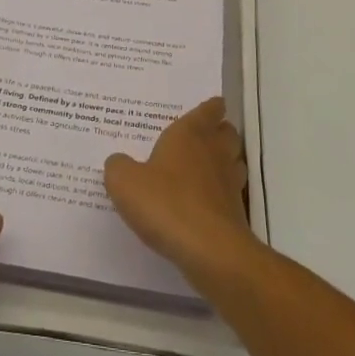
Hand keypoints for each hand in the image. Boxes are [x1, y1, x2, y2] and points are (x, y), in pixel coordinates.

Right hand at [104, 97, 254, 283]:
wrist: (209, 250)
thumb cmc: (165, 203)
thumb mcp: (124, 182)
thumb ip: (118, 167)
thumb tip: (119, 162)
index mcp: (190, 134)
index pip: (208, 110)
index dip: (210, 107)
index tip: (212, 105)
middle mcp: (214, 152)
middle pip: (226, 133)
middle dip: (218, 131)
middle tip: (202, 136)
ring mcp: (229, 183)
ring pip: (234, 161)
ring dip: (224, 161)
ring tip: (204, 168)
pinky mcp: (236, 213)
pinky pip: (230, 193)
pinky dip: (221, 193)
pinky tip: (202, 204)